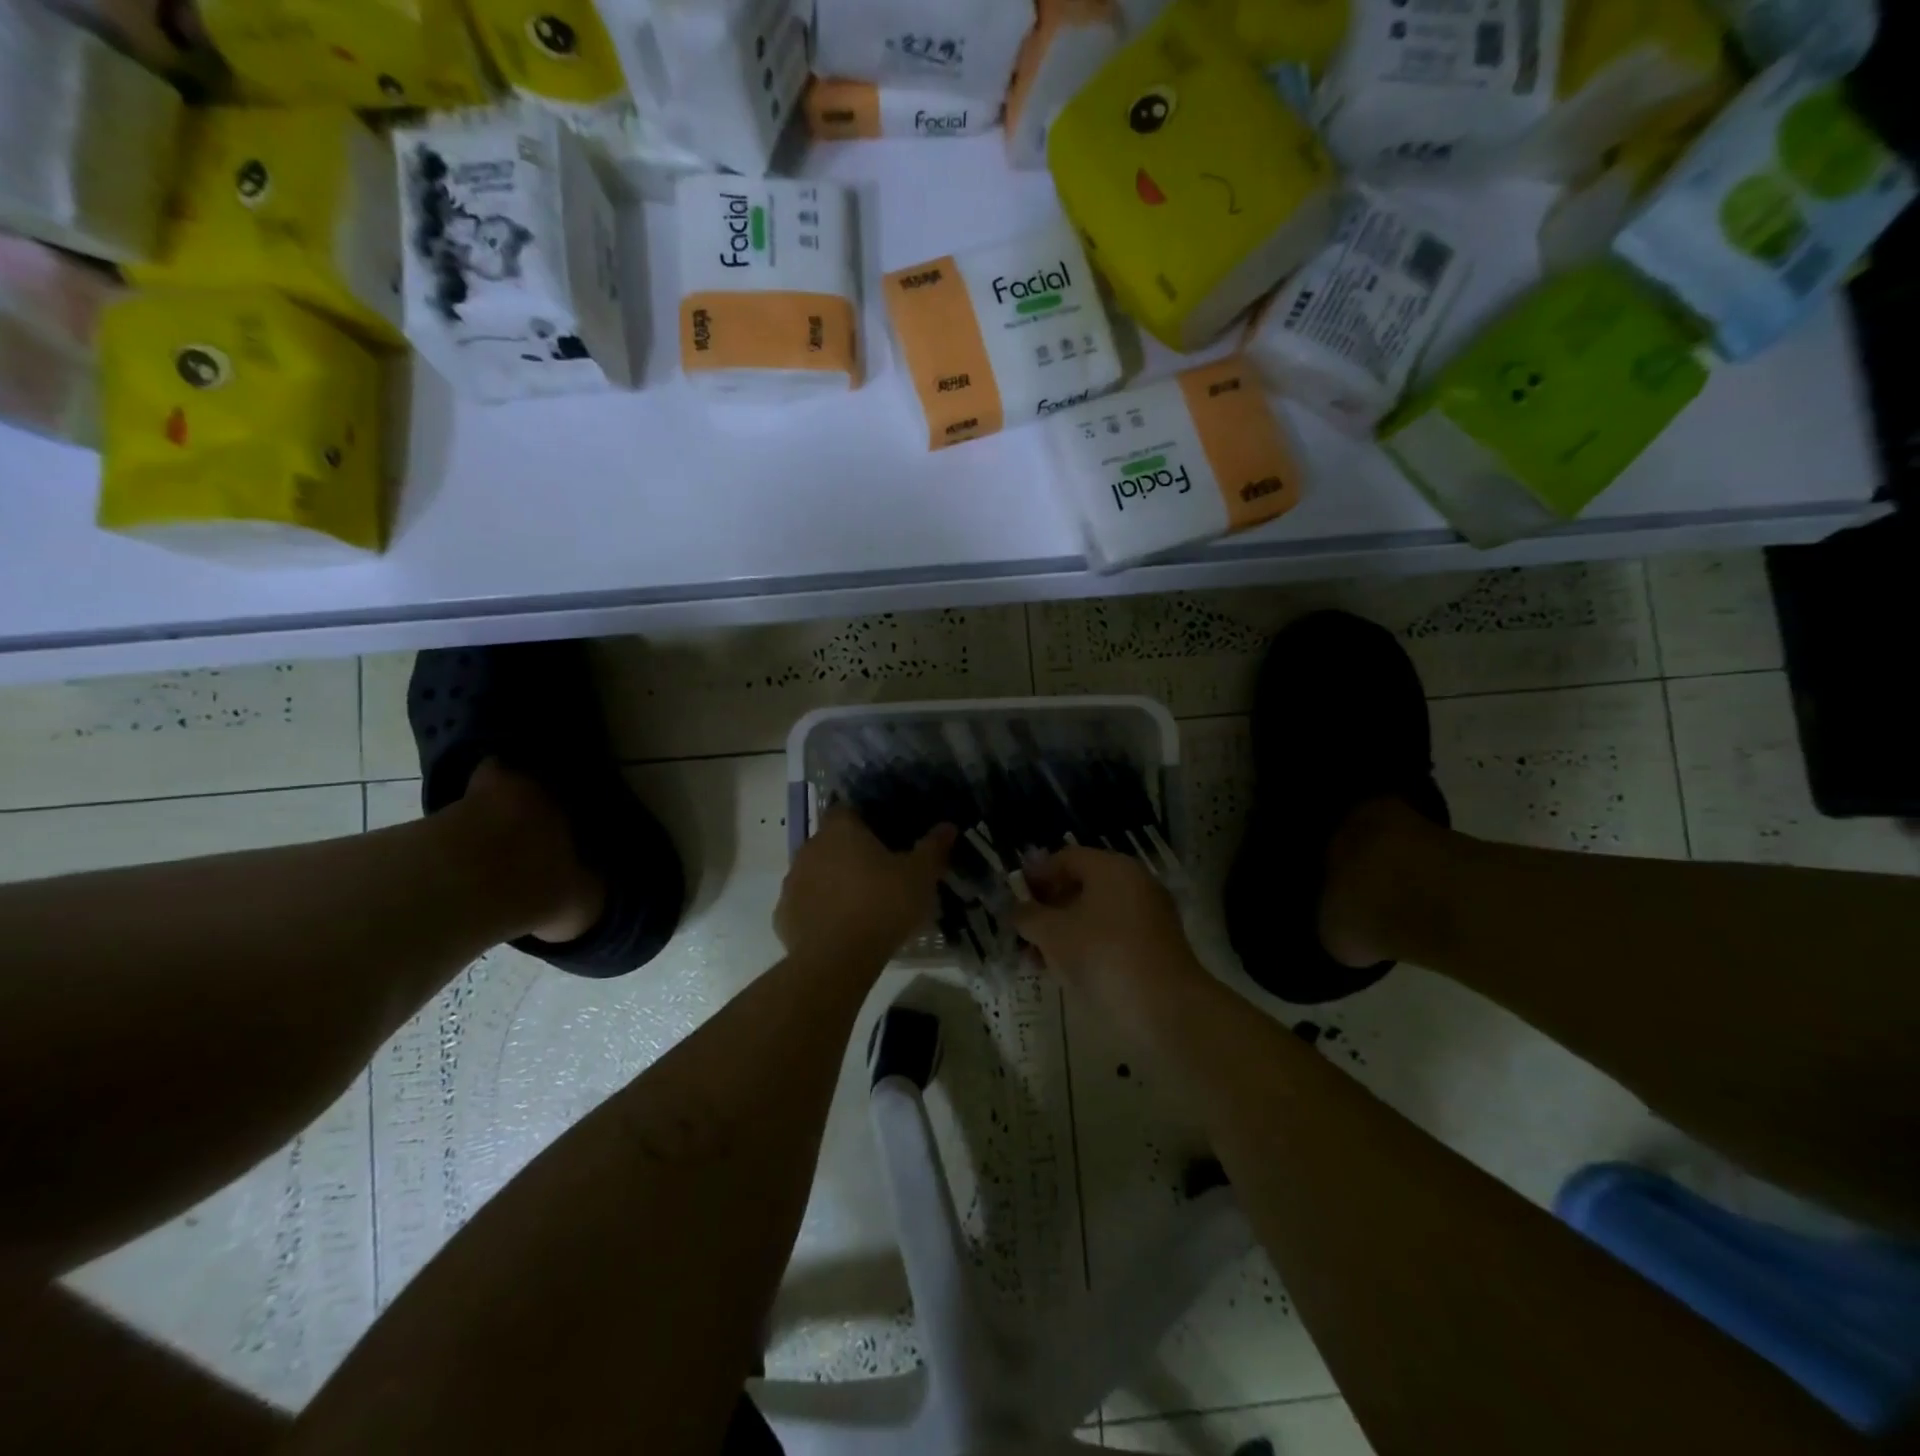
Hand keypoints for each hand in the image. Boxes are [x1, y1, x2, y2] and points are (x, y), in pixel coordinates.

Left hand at [775, 807, 954, 969]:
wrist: (835, 960)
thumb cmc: (882, 906)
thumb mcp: (920, 876)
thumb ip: (933, 848)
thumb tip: (948, 826)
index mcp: (840, 830)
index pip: (848, 809)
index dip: (865, 820)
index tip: (885, 836)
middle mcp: (810, 847)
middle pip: (831, 841)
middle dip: (851, 853)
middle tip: (879, 873)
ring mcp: (792, 882)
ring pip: (816, 873)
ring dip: (833, 882)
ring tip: (861, 903)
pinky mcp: (783, 915)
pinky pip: (805, 905)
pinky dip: (820, 911)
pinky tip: (840, 928)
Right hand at [1014, 848, 1210, 1042]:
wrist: (1166, 1008)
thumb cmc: (1103, 956)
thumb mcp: (1053, 934)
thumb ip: (1028, 916)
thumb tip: (1016, 910)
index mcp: (1112, 867)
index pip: (1066, 858)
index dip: (1036, 875)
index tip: (1013, 897)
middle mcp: (1134, 882)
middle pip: (1081, 885)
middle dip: (1047, 908)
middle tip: (1022, 931)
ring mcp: (1149, 914)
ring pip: (1095, 914)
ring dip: (1063, 931)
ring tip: (1036, 960)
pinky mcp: (1156, 945)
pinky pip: (1112, 934)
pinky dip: (1086, 945)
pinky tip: (1065, 971)